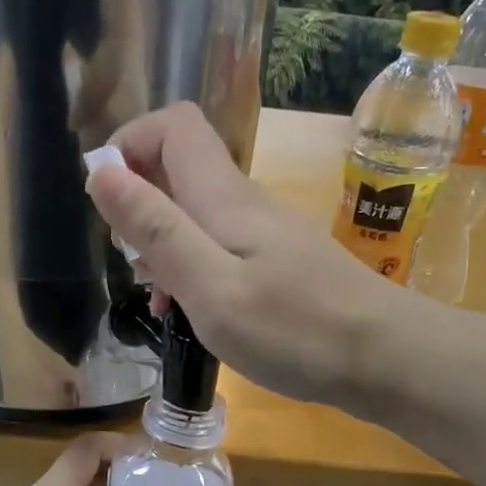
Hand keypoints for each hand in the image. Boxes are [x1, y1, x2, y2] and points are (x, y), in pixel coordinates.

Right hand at [89, 101, 406, 407]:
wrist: (385, 360)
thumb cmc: (294, 329)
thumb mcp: (211, 286)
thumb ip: (156, 230)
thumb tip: (100, 170)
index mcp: (224, 197)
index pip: (173, 126)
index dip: (130, 144)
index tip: (105, 200)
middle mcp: (246, 203)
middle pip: (181, 170)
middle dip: (140, 206)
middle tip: (133, 267)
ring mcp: (268, 233)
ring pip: (199, 215)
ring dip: (166, 245)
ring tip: (160, 301)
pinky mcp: (282, 264)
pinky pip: (222, 248)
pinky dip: (196, 270)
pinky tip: (196, 313)